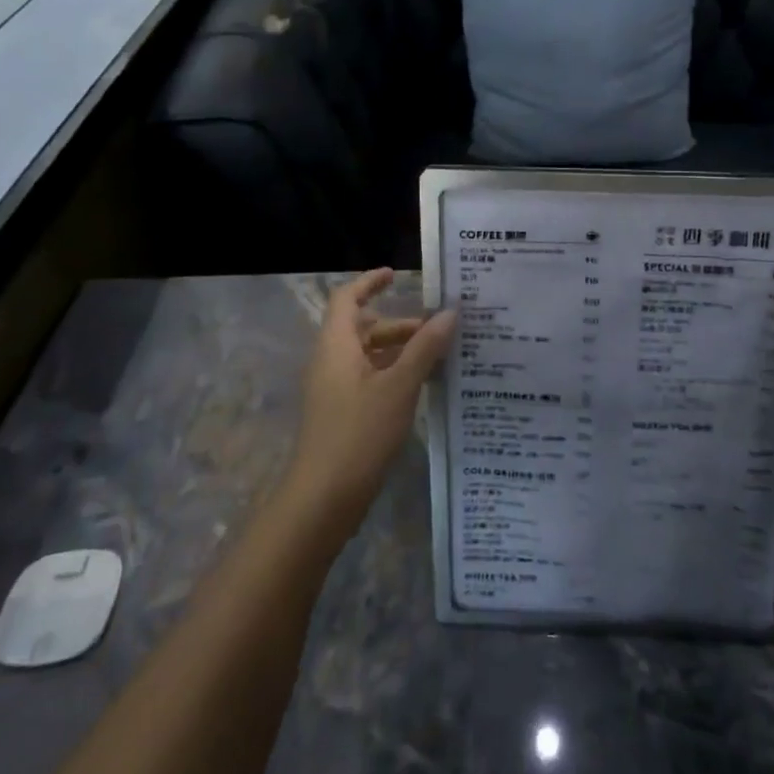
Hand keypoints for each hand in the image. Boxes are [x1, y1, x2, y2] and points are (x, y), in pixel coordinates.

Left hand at [284, 268, 456, 529]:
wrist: (323, 498)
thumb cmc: (359, 433)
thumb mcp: (399, 386)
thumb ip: (424, 348)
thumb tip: (449, 312)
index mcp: (336, 346)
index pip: (347, 299)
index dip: (369, 282)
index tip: (397, 274)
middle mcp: (331, 361)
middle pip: (364, 328)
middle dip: (401, 324)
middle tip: (439, 327)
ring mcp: (335, 389)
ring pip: (370, 356)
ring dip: (401, 350)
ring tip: (441, 356)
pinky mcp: (343, 414)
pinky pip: (370, 379)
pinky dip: (395, 373)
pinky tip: (424, 386)